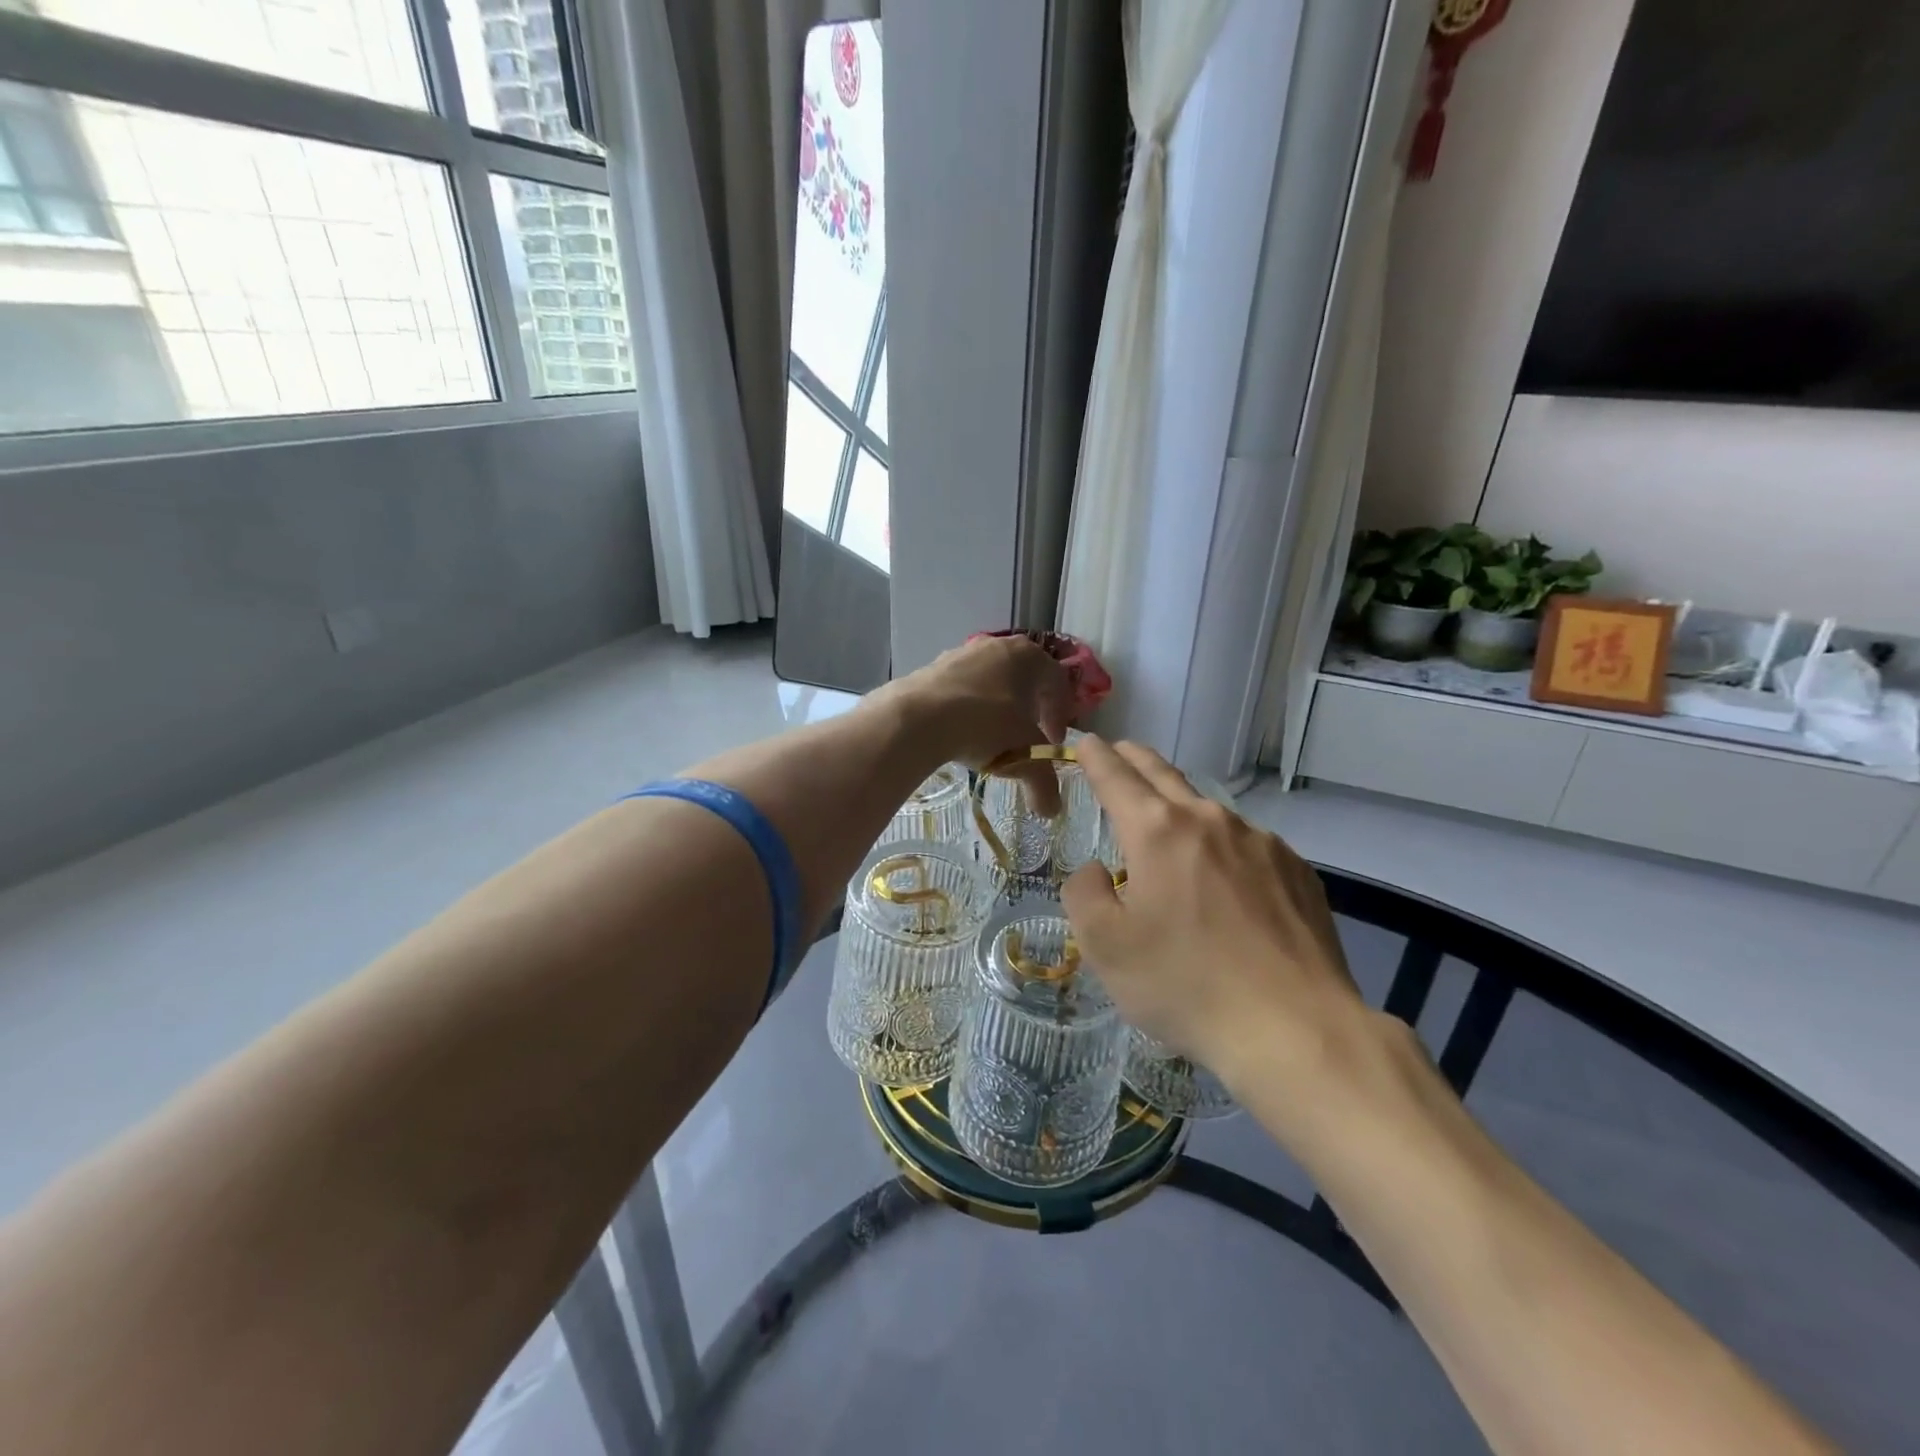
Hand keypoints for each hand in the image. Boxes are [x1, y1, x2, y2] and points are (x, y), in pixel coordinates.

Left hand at [877, 635, 1073, 813]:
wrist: (918, 717)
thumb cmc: (985, 726)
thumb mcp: (1024, 758)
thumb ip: (1044, 783)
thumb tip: (1051, 811)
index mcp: (1029, 657)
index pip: (1058, 683)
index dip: (1061, 715)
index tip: (1054, 741)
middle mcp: (998, 646)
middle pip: (1025, 678)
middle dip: (1030, 709)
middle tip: (1027, 737)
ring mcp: (963, 653)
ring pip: (992, 681)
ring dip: (997, 707)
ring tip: (991, 738)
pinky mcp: (933, 666)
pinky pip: (962, 688)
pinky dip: (968, 707)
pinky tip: (960, 731)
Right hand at [1060, 737, 1371, 1095]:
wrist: (1296, 1029)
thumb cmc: (1186, 985)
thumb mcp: (1106, 948)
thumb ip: (1085, 894)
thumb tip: (1098, 870)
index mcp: (1157, 831)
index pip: (1116, 776)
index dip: (1096, 757)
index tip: (1086, 743)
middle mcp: (1210, 821)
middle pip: (1164, 774)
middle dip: (1136, 759)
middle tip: (1120, 752)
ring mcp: (1261, 842)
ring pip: (1208, 810)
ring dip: (1181, 808)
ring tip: (1169, 830)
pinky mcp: (1297, 870)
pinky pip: (1246, 845)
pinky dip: (1222, 847)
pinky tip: (1226, 883)